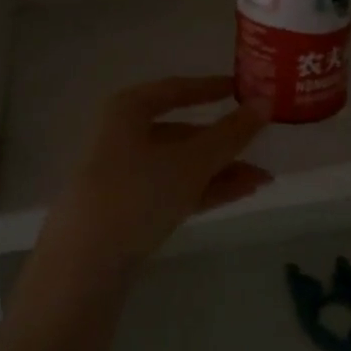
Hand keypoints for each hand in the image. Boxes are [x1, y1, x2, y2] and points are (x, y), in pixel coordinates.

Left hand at [38, 77, 271, 274]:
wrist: (85, 262)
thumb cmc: (137, 192)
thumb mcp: (191, 161)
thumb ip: (231, 133)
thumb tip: (265, 102)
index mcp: (128, 109)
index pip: (176, 90)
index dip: (210, 88)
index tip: (242, 88)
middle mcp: (123, 136)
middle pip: (182, 132)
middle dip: (224, 142)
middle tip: (262, 146)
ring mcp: (124, 174)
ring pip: (181, 164)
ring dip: (221, 170)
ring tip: (262, 180)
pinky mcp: (128, 209)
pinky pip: (174, 188)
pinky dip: (205, 189)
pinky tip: (241, 193)